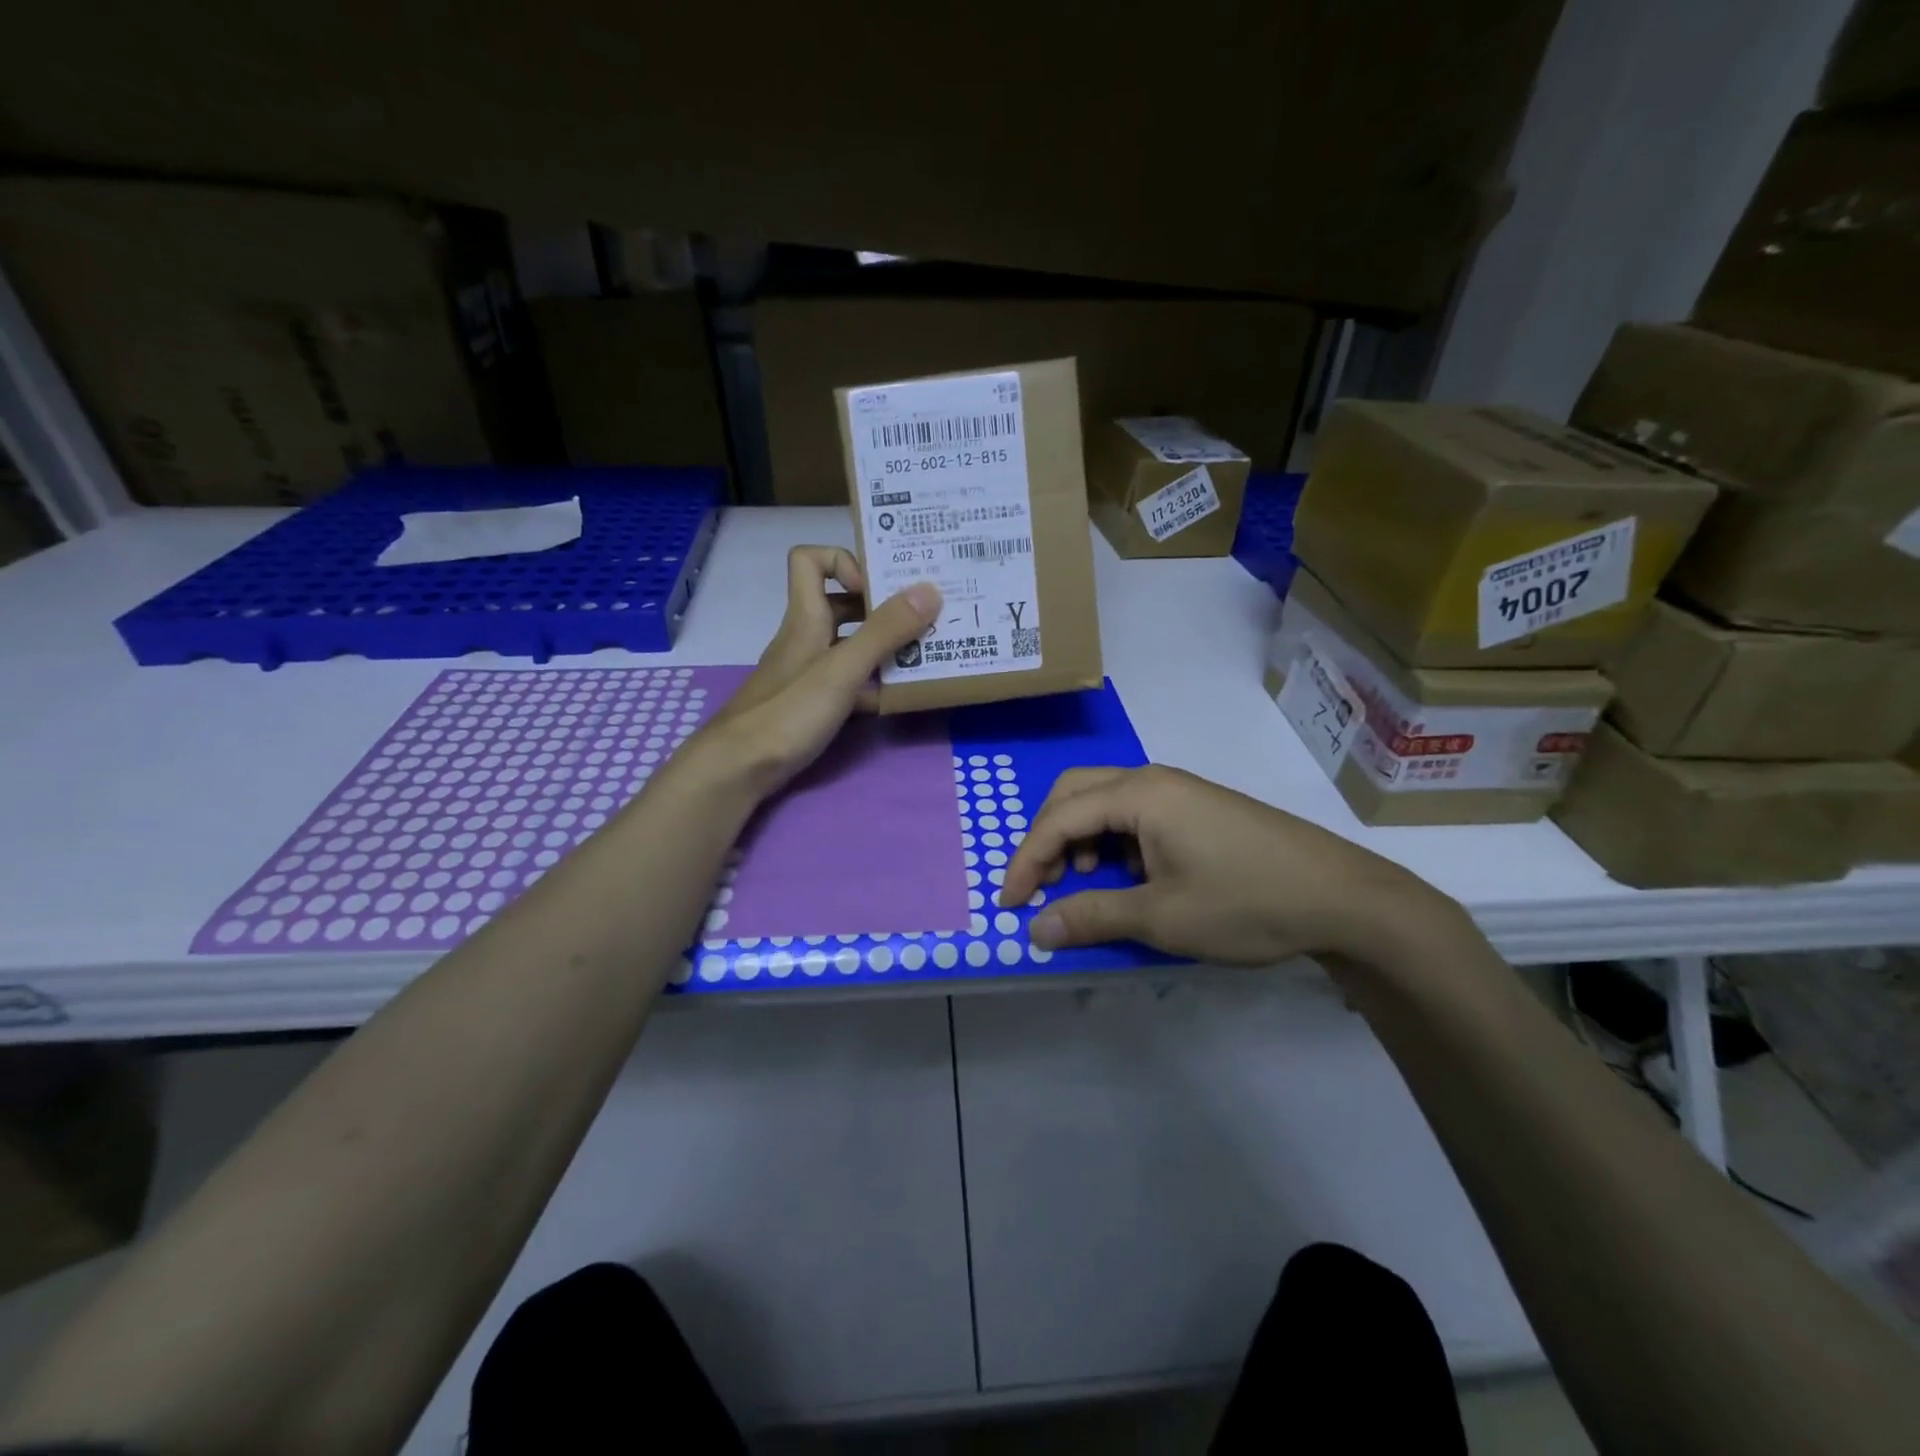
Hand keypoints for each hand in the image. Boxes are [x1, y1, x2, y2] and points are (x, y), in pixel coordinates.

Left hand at [695, 546, 938, 797]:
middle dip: (883, 607)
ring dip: (885, 647)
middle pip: (842, 605)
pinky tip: (900, 698)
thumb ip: (884, 632)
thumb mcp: (842, 669)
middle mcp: (807, 638)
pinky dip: (875, 685)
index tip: (877, 586)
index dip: (844, 562)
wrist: (740, 768)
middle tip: (924, 616)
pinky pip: (851, 684)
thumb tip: (929, 589)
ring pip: (851, 646)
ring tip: (926, 654)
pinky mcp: (813, 705)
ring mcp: (809, 673)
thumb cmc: (788, 712)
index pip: (811, 560)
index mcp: (806, 617)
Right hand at [997, 765, 1463, 967]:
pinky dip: (1114, 842)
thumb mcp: (1161, 917)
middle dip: (1048, 839)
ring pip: (1105, 802)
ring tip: (1088, 885)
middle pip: (1075, 794)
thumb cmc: (1245, 902)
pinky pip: (1136, 814)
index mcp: (1138, 793)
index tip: (1010, 905)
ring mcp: (1180, 792)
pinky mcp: (1199, 809)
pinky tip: (1130, 878)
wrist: (1344, 898)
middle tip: (1044, 886)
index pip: (1058, 818)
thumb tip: (1035, 930)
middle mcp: (1154, 780)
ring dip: (1082, 839)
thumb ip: (1091, 916)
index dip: (1025, 861)